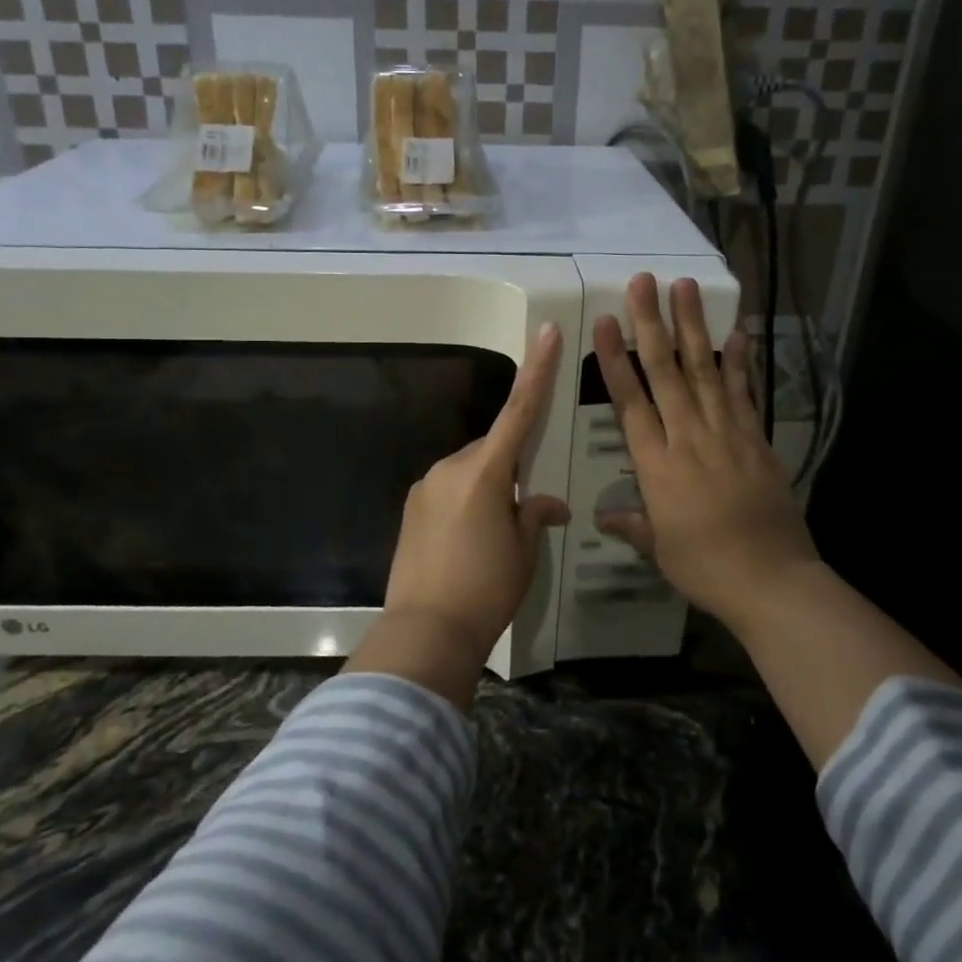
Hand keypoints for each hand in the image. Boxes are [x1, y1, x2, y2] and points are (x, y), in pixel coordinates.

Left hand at [348, 323, 570, 705]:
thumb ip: (534, 516)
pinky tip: (467, 543)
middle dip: (509, 469)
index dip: (536, 370)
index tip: (545, 332)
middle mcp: (451, 467)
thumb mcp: (523, 552)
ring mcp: (426, 486)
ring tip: (493, 537)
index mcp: (485, 471)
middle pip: (491, 450)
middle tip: (524, 509)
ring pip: (469, 472)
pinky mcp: (411, 508)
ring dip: (486, 489)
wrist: (426, 629)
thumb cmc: (486, 588)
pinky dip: (464, 503)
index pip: (519, 411)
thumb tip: (549, 504)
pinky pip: (448, 491)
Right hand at [593, 273, 821, 634]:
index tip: (605, 322)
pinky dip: (740, 361)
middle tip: (643, 281)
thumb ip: (632, 524)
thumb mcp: (659, 549)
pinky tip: (738, 331)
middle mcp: (689, 438)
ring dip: (693, 327)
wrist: (773, 581)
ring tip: (684, 287)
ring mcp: (727, 434)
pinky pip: (744, 392)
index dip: (616, 360)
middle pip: (665, 372)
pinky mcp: (756, 439)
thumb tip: (601, 516)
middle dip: (652, 324)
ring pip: (705, 370)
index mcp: (657, 465)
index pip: (630, 403)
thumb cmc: (706, 567)